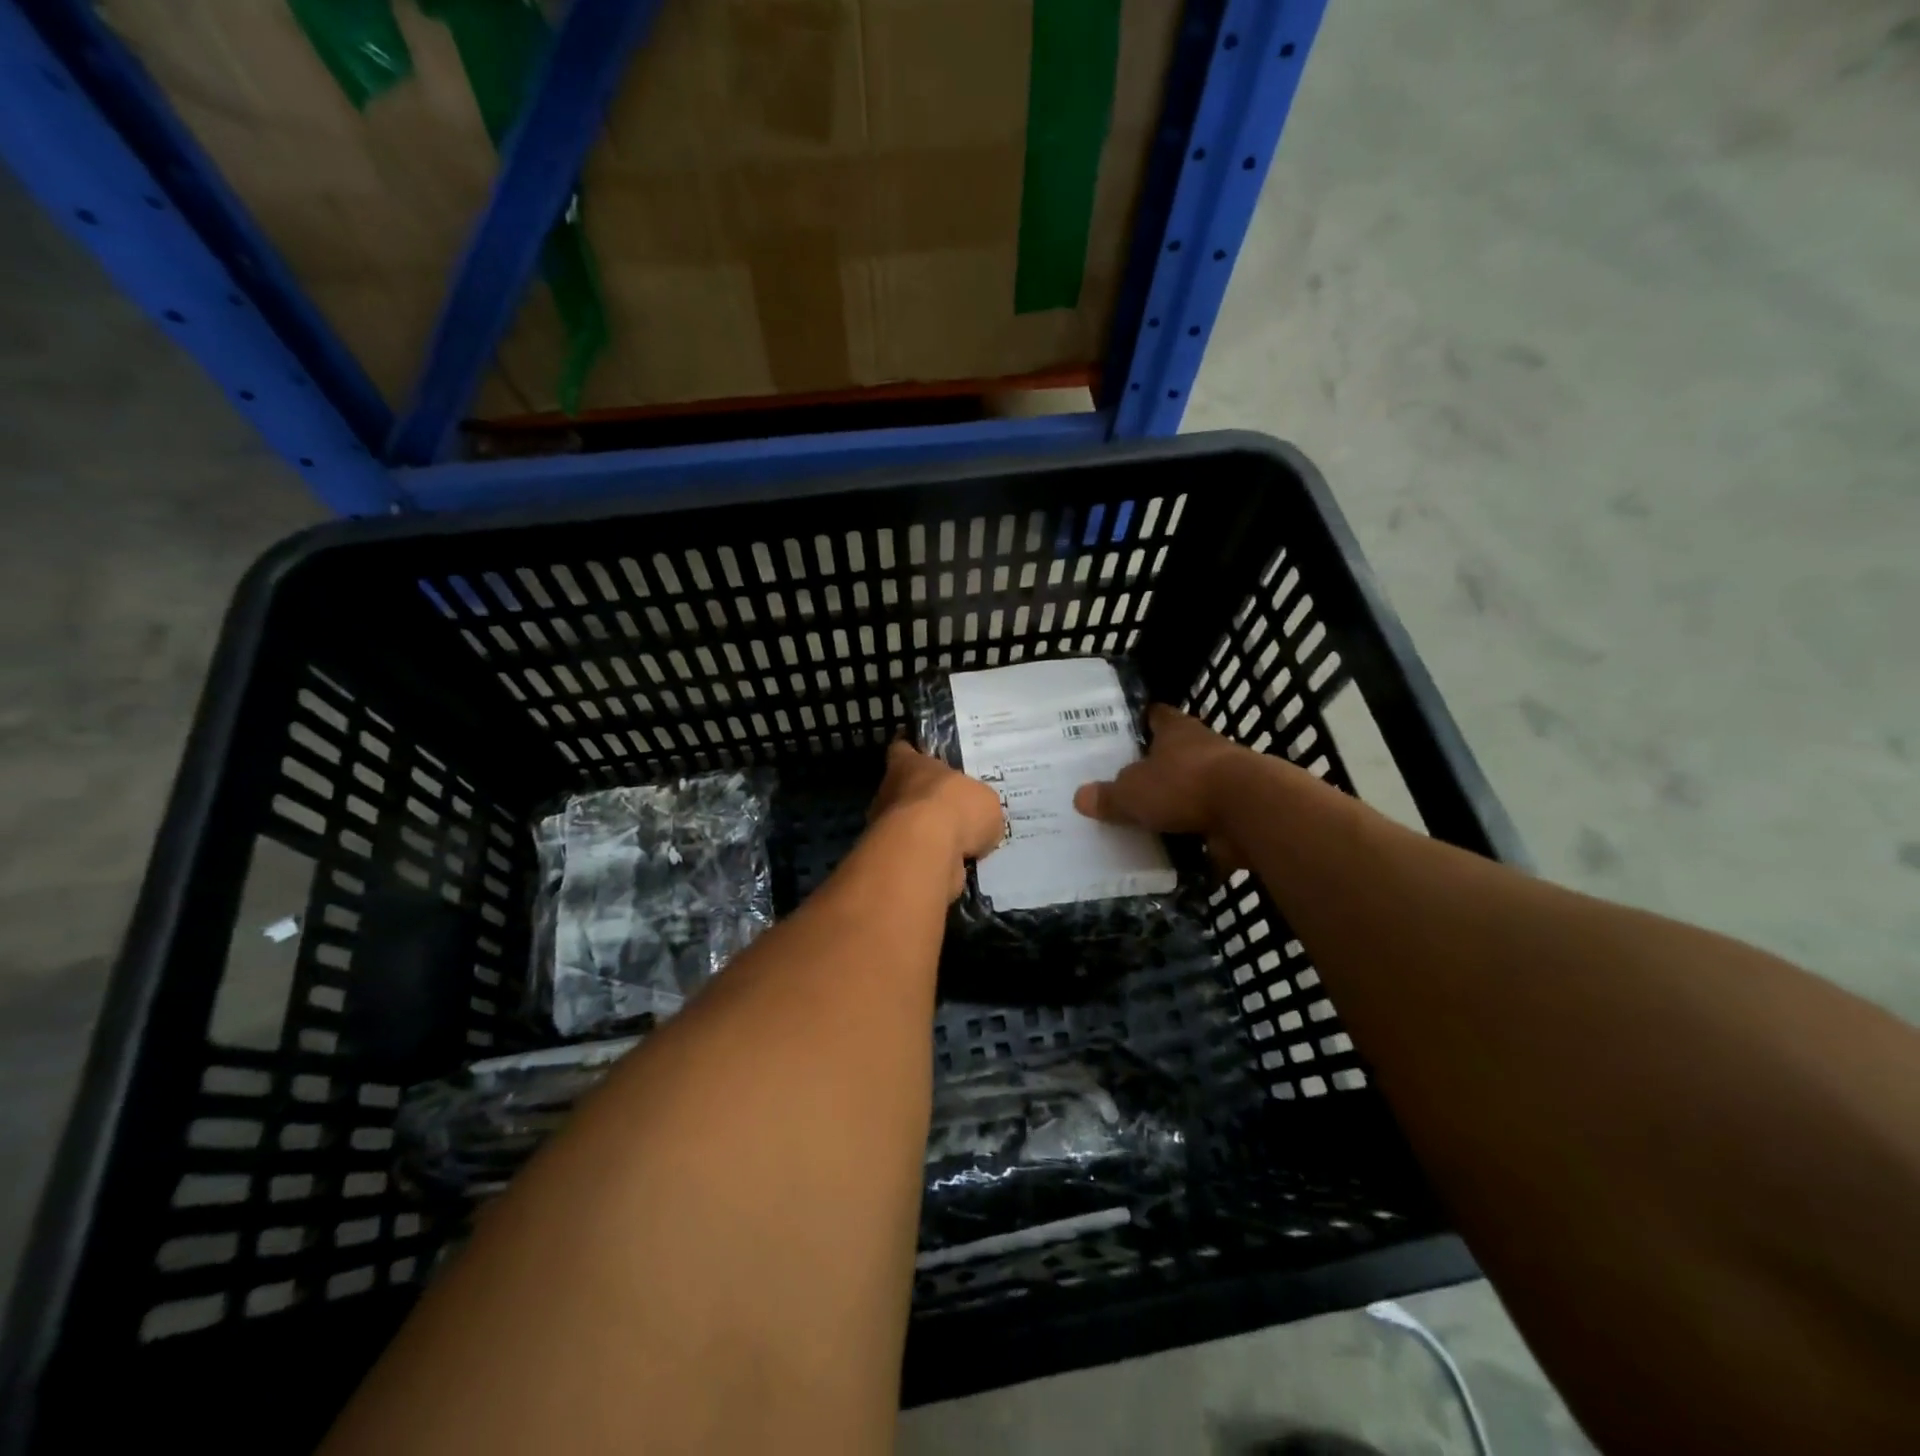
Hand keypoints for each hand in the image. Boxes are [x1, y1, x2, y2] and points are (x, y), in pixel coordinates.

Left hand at [868, 740, 1007, 897]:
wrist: (925, 853)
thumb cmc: (953, 807)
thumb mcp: (984, 800)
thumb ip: (978, 805)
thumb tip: (979, 822)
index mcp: (908, 764)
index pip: (902, 747)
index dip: (912, 749)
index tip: (923, 752)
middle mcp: (891, 792)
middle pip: (906, 790)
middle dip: (927, 799)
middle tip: (956, 807)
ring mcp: (886, 828)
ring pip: (910, 826)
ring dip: (929, 835)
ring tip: (963, 843)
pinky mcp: (892, 860)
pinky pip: (916, 856)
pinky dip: (932, 860)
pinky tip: (957, 865)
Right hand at [1073, 705, 1251, 871]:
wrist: (1250, 812)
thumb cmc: (1184, 785)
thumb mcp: (1132, 792)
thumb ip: (1108, 796)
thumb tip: (1081, 797)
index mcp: (1177, 731)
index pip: (1156, 715)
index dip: (1140, 721)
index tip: (1124, 732)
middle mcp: (1204, 749)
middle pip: (1175, 754)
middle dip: (1155, 770)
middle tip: (1125, 785)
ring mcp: (1227, 781)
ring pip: (1194, 790)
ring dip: (1177, 806)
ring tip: (1145, 824)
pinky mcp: (1241, 813)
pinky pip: (1210, 826)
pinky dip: (1195, 839)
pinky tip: (1173, 855)